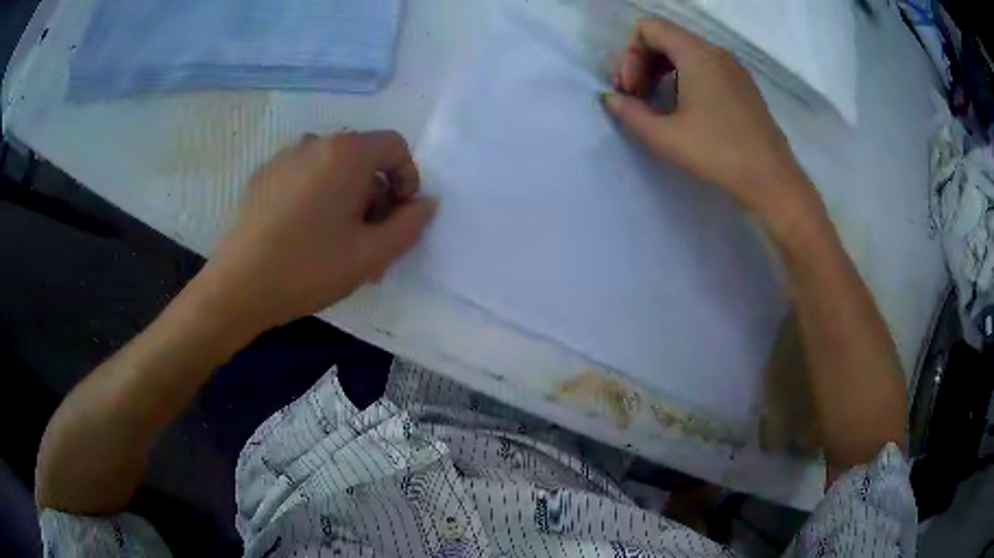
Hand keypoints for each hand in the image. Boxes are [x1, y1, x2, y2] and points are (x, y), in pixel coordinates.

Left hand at [200, 131, 436, 331]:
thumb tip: (426, 203)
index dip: (408, 179)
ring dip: (347, 198)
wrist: (238, 287)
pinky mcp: (264, 175)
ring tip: (338, 242)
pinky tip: (305, 235)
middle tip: (371, 240)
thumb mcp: (371, 255)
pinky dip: (318, 197)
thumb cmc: (308, 268)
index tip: (399, 216)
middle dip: (376, 195)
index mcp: (346, 153)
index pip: (395, 146)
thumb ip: (410, 225)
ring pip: (332, 168)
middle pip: (363, 157)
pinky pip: (305, 176)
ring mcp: (285, 157)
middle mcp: (315, 142)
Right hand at [603, 18, 817, 223]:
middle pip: (666, 38)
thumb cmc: (719, 153)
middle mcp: (716, 52)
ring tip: (657, 105)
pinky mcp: (743, 87)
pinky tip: (685, 111)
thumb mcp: (665, 137)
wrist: (772, 181)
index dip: (629, 54)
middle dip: (642, 62)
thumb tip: (610, 99)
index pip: (649, 28)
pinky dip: (684, 79)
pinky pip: (705, 67)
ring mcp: (734, 69)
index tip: (631, 90)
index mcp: (697, 53)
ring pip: (686, 53)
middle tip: (636, 98)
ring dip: (662, 72)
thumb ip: (629, 113)